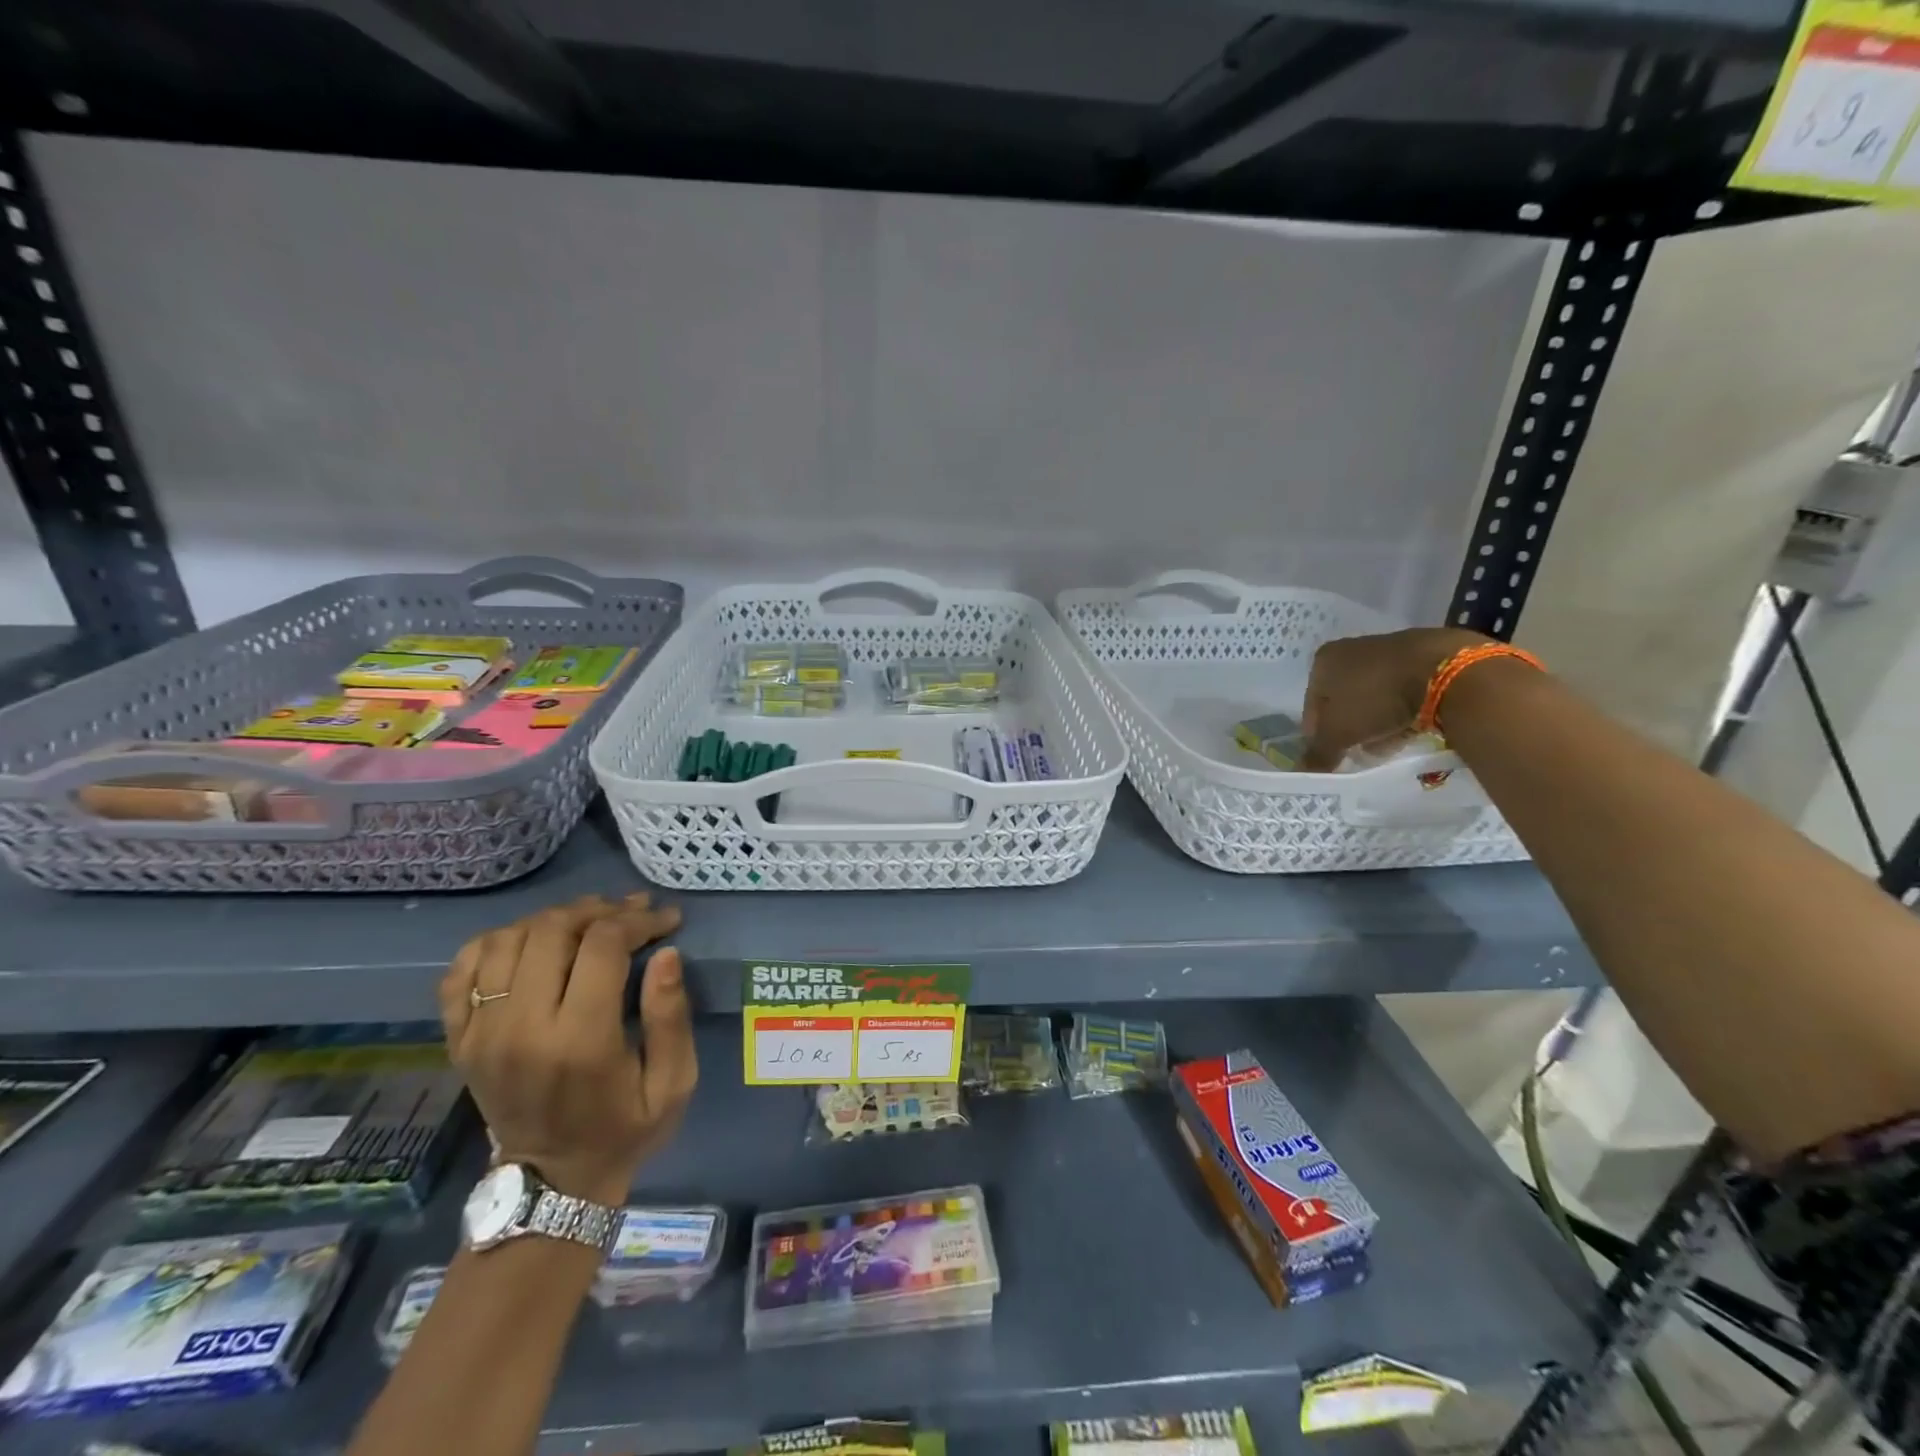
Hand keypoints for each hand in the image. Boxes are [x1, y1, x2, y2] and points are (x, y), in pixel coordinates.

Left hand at [439, 894, 694, 1206]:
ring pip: (508, 938)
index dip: (639, 920)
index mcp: (579, 1041)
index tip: (666, 920)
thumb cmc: (624, 1128)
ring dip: (554, 919)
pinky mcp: (459, 1039)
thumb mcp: (673, 1083)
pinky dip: (497, 942)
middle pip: (552, 931)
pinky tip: (531, 944)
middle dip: (599, 910)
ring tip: (587, 924)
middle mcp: (521, 1029)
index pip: (602, 945)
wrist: (551, 1184)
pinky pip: (463, 968)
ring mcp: (481, 1033)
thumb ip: (671, 1017)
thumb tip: (667, 952)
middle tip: (630, 914)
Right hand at [1299, 627, 1487, 770]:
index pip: (1312, 706)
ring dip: (1377, 722)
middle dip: (1351, 729)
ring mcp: (1389, 650)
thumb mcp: (1338, 733)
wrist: (1447, 671)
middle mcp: (1352, 649)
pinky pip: (1403, 690)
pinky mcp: (1423, 655)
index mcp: (1324, 660)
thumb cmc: (1376, 698)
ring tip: (1388, 744)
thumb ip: (1318, 753)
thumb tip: (1302, 772)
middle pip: (1343, 701)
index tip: (1334, 755)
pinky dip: (1403, 710)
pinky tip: (1411, 728)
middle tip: (1361, 751)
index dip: (1320, 735)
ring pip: (1374, 697)